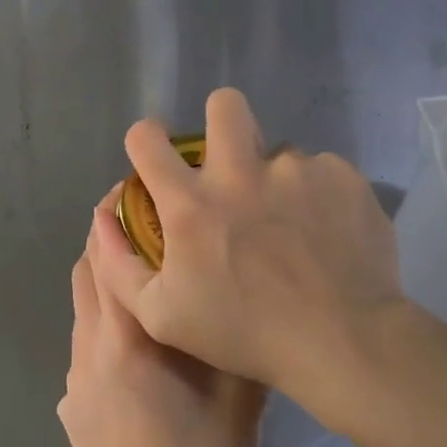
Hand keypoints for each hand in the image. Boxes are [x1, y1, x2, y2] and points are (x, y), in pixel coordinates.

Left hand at [58, 191, 265, 446]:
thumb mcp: (237, 398)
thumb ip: (236, 341)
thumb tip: (241, 296)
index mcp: (128, 333)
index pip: (105, 254)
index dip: (111, 216)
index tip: (129, 190)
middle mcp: (91, 342)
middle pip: (85, 270)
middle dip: (105, 239)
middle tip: (141, 224)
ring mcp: (74, 373)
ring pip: (81, 305)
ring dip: (102, 280)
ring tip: (141, 280)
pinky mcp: (69, 401)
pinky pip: (83, 342)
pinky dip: (101, 321)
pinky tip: (134, 346)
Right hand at [95, 88, 414, 407]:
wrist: (344, 342)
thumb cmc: (245, 333)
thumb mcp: (162, 316)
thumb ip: (120, 265)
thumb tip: (103, 216)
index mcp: (192, 202)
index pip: (147, 138)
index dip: (146, 141)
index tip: (157, 159)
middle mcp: (239, 172)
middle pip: (224, 105)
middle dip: (221, 122)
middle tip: (231, 162)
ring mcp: (295, 170)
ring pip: (278, 152)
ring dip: (276, 179)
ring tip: (292, 226)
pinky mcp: (341, 177)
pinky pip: (322, 173)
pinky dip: (319, 197)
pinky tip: (326, 235)